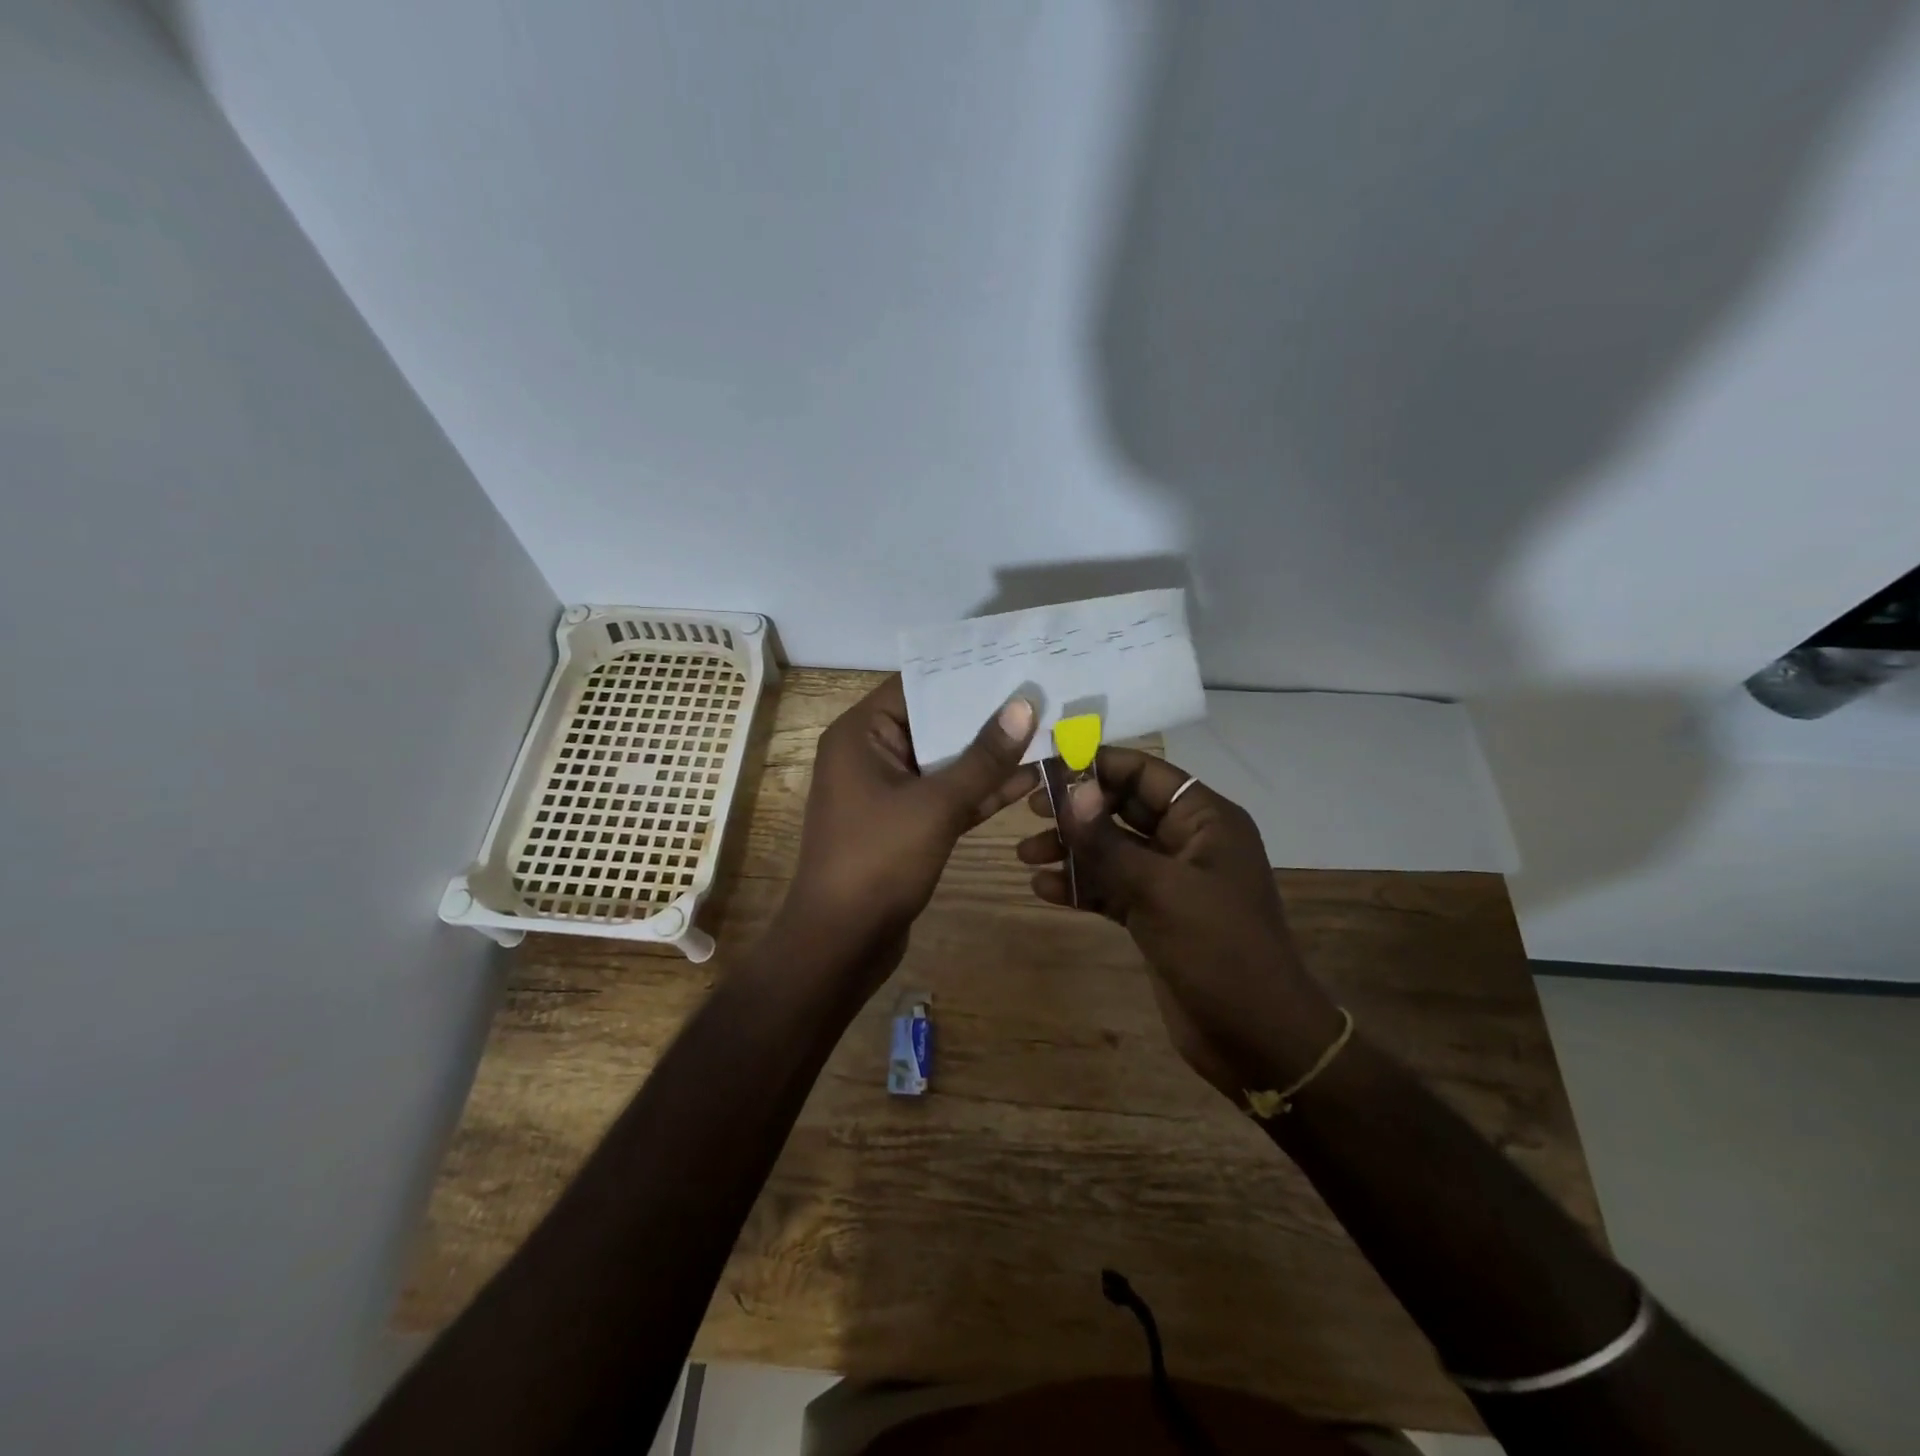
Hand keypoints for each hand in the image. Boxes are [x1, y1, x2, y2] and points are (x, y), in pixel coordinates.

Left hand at [786, 675, 1037, 983]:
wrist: (842, 943)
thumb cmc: (878, 861)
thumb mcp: (936, 804)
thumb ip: (982, 757)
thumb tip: (1023, 706)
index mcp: (861, 735)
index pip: (915, 686)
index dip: (963, 673)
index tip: (1012, 660)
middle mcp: (872, 755)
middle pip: (934, 722)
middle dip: (986, 715)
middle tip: (1041, 693)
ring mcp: (890, 792)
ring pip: (945, 762)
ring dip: (989, 755)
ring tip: (1046, 731)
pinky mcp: (907, 824)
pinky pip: (946, 795)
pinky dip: (980, 790)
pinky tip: (1029, 779)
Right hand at [1019, 749, 1343, 1101]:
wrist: (1257, 1039)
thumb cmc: (1218, 951)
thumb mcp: (1159, 890)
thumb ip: (1108, 841)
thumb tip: (1071, 788)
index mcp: (1205, 820)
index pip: (1144, 774)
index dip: (1096, 766)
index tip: (1045, 769)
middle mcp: (1188, 842)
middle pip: (1123, 809)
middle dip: (1076, 811)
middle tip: (1028, 812)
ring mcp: (1171, 881)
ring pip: (1112, 850)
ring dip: (1071, 850)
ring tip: (1024, 857)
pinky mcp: (1155, 916)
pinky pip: (1112, 887)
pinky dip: (1081, 886)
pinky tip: (1043, 890)